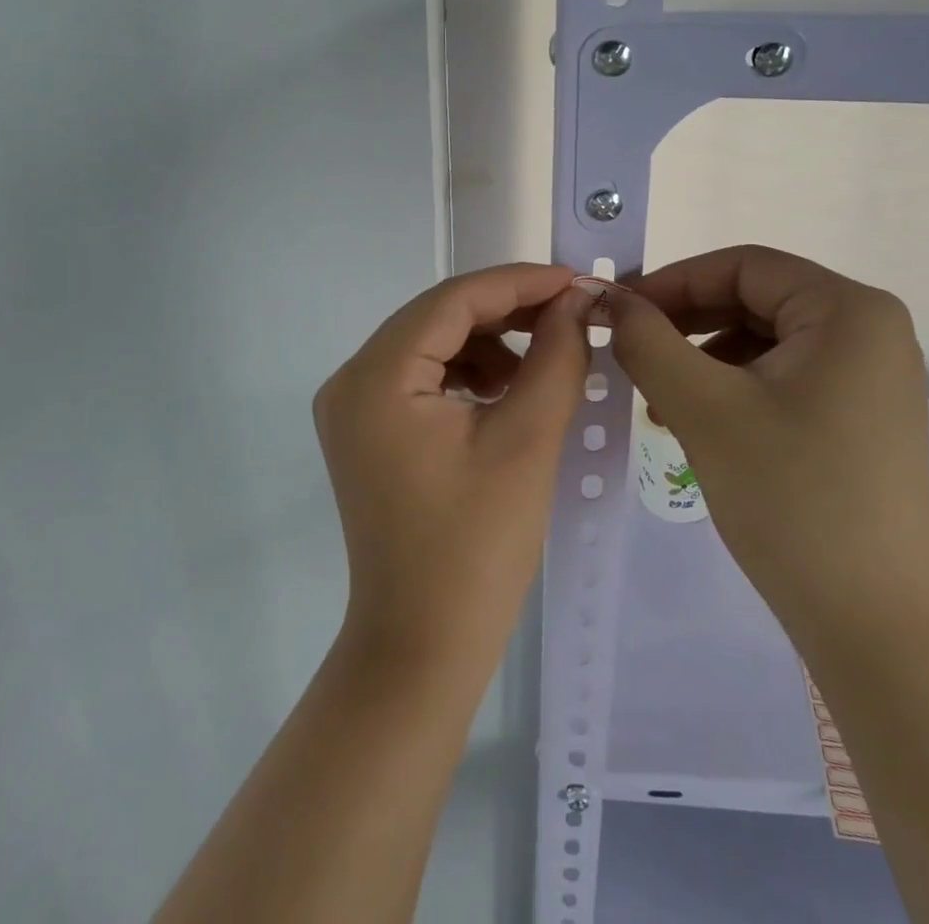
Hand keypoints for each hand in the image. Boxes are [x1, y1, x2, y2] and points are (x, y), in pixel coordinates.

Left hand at [314, 264, 590, 679]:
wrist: (422, 647)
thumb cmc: (477, 547)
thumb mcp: (527, 440)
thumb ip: (556, 356)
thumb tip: (576, 301)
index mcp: (377, 377)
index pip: (453, 300)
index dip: (519, 283)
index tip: (577, 281)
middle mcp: (352, 380)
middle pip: (439, 317)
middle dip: (508, 310)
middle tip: (571, 315)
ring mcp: (354, 407)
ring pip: (433, 343)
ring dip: (490, 341)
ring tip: (544, 361)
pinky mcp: (368, 431)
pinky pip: (423, 376)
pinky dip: (468, 372)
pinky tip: (507, 392)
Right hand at [609, 245, 928, 628]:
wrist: (874, 625)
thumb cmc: (790, 499)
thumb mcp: (704, 408)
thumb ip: (648, 341)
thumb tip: (609, 299)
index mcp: (849, 311)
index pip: (744, 266)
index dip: (674, 281)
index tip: (619, 310)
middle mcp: (871, 330)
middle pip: (756, 300)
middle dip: (686, 324)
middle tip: (631, 353)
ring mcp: (871, 376)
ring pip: (765, 341)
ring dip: (704, 359)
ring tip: (660, 401)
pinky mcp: (862, 415)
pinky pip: (784, 376)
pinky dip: (733, 388)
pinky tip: (697, 422)